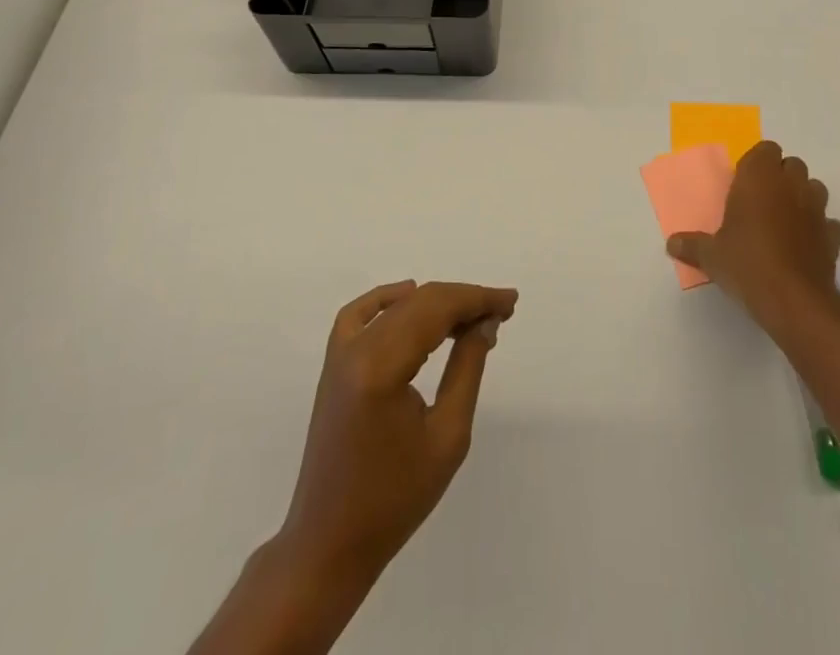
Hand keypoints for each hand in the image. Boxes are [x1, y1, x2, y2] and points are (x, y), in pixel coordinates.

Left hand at [280, 280, 517, 589]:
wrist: (329, 544)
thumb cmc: (394, 500)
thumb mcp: (447, 436)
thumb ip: (467, 369)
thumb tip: (484, 324)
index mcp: (382, 367)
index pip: (437, 310)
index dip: (477, 299)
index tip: (510, 302)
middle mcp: (357, 350)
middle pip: (419, 303)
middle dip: (463, 300)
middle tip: (501, 309)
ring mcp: (339, 356)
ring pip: (395, 307)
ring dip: (435, 302)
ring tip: (471, 314)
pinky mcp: (332, 367)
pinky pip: (358, 316)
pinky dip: (387, 299)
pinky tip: (410, 295)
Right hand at [667, 141, 839, 332]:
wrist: (794, 300)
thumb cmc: (746, 264)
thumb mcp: (711, 256)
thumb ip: (692, 245)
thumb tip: (671, 244)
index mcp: (759, 178)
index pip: (765, 149)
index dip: (756, 163)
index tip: (744, 184)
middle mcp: (790, 185)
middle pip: (792, 165)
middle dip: (780, 177)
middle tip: (761, 201)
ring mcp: (816, 209)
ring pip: (814, 188)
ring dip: (802, 197)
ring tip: (785, 220)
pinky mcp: (833, 236)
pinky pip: (829, 223)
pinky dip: (819, 229)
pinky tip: (805, 244)